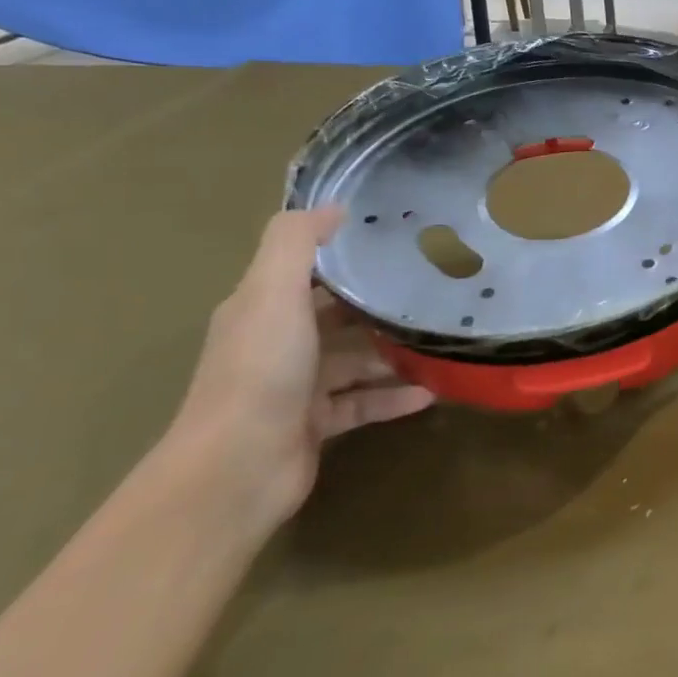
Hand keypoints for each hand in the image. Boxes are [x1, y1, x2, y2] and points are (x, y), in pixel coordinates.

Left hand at [169, 207, 433, 529]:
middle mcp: (277, 345)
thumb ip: (295, 243)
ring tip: (440, 341)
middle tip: (431, 290)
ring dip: (393, 353)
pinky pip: (364, 404)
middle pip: (335, 316)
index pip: (306, 272)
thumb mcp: (272, 293)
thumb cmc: (260, 371)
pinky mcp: (316, 425)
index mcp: (262, 310)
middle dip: (377, 304)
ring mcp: (297, 388)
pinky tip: (432, 392)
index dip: (344, 255)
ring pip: (354, 361)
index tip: (395, 241)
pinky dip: (395, 397)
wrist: (237, 469)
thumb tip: (333, 206)